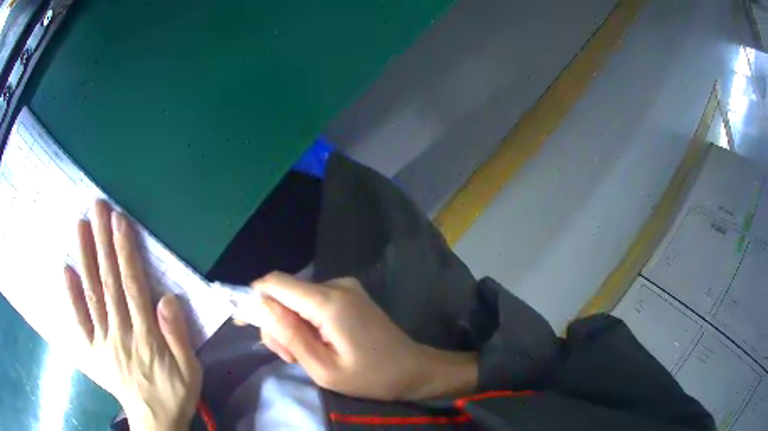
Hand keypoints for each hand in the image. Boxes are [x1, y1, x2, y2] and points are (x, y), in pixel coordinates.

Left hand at [64, 200, 201, 430]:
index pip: (132, 286)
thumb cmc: (175, 393)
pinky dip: (71, 296)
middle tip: (97, 207)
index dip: (124, 251)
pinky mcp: (94, 350)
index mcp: (145, 337)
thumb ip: (179, 336)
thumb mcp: (191, 371)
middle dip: (102, 241)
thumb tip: (168, 299)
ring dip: (85, 258)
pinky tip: (66, 271)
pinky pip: (81, 322)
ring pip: (92, 295)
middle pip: (108, 282)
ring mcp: (104, 341)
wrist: (155, 421)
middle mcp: (120, 333)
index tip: (119, 220)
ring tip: (80, 225)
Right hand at [253, 272, 477, 400]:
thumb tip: (261, 307)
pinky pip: (313, 301)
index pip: (275, 283)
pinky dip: (307, 322)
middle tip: (290, 357)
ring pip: (297, 299)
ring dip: (292, 326)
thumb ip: (290, 336)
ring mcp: (345, 287)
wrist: (414, 369)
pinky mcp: (349, 294)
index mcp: (329, 302)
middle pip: (285, 293)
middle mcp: (336, 284)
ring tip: (307, 356)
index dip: (254, 299)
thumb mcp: (323, 369)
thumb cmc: (371, 377)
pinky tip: (318, 344)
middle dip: (277, 323)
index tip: (247, 324)